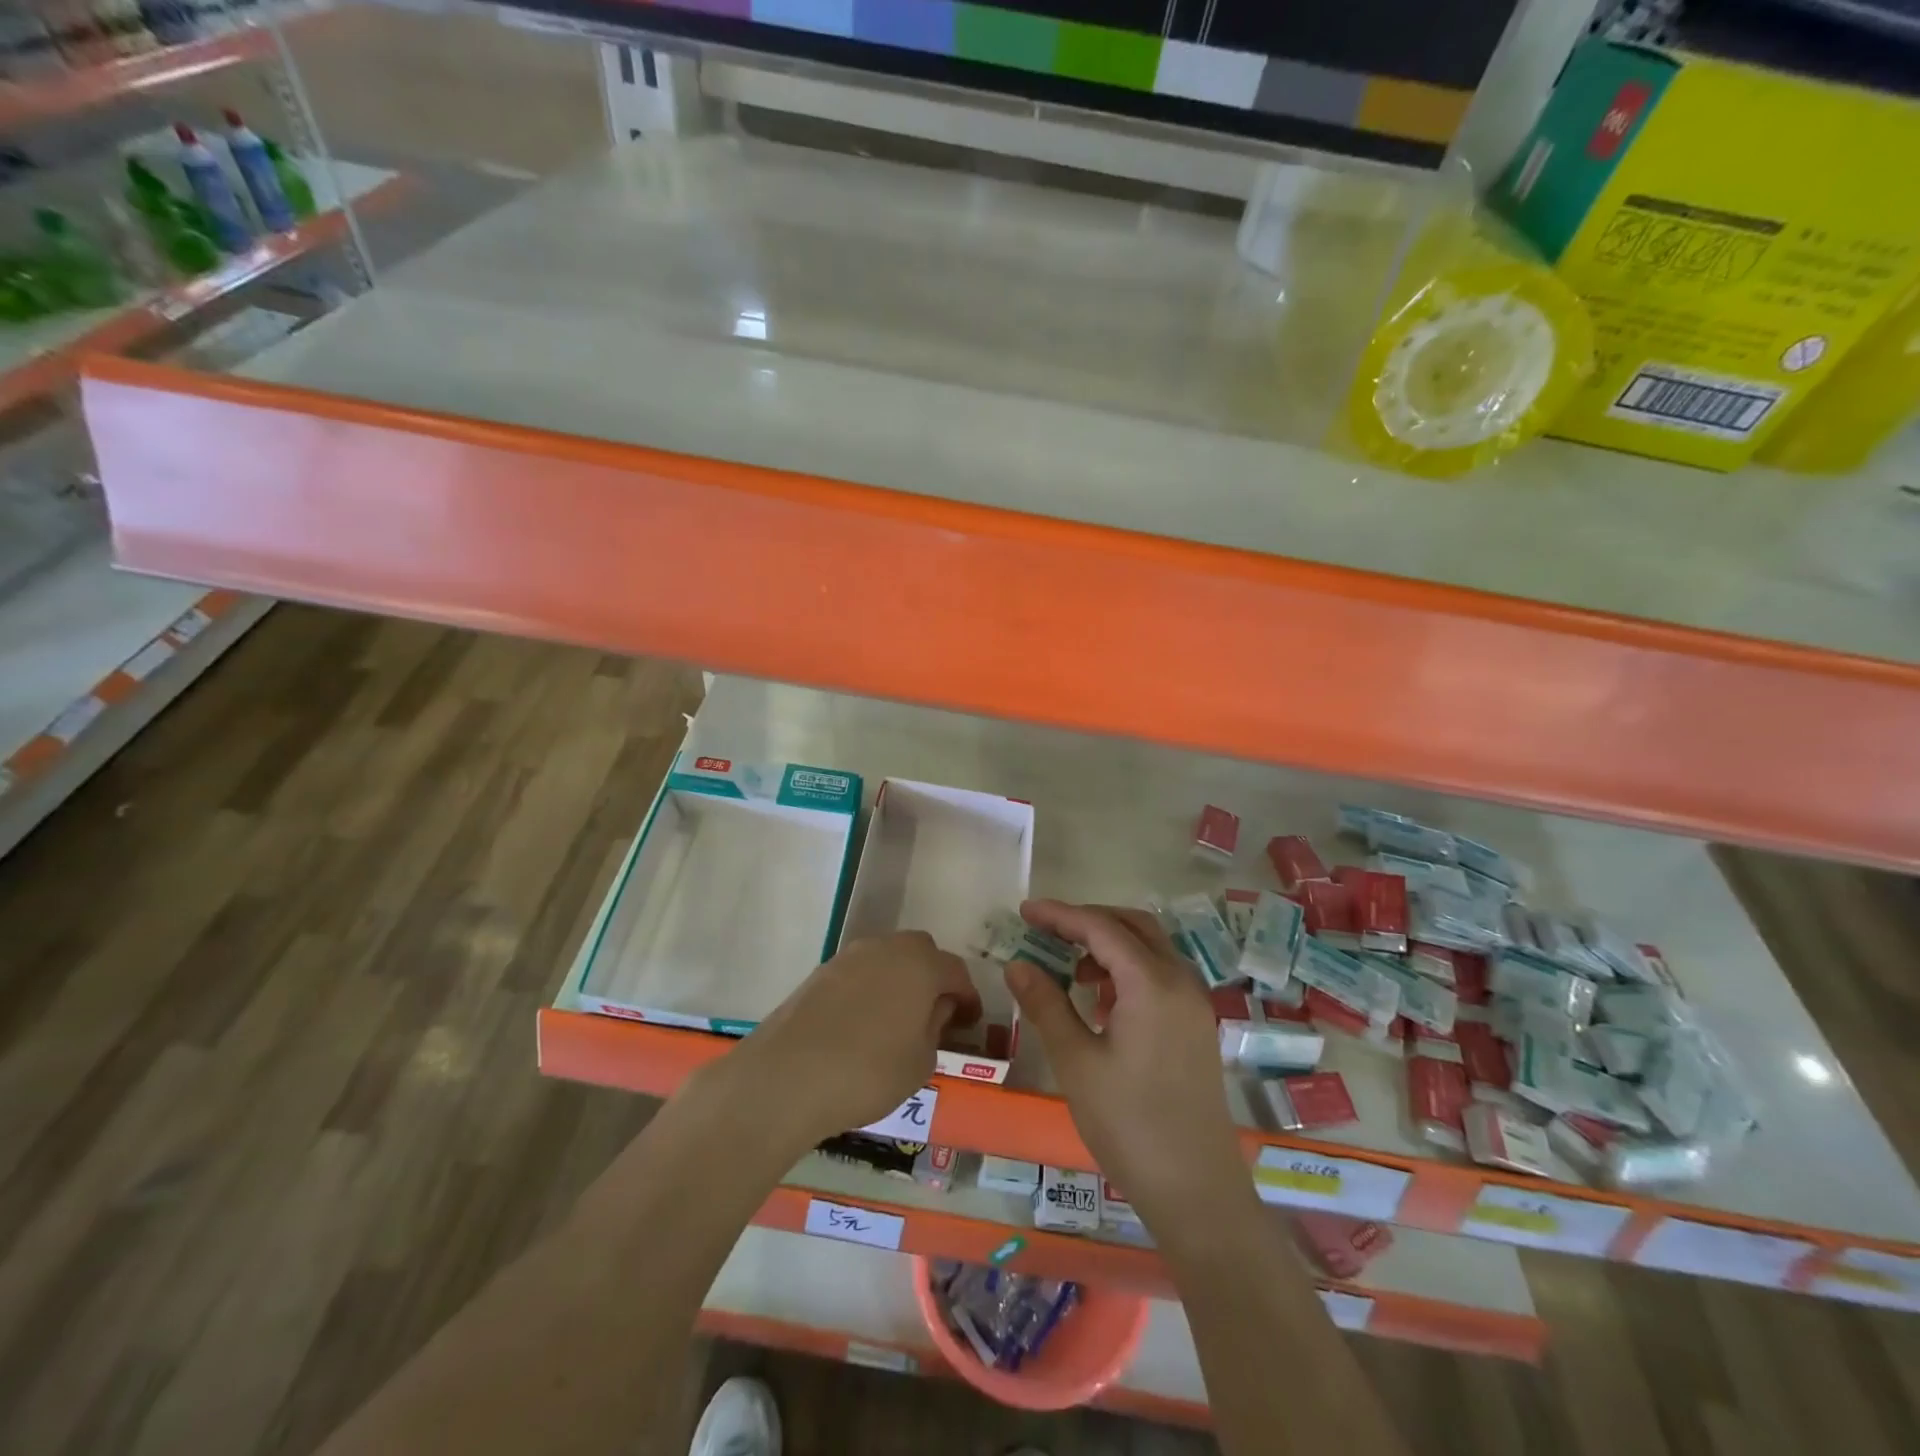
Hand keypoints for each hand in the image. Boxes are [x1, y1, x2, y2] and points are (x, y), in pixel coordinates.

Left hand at [728, 931, 980, 1149]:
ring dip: (899, 981)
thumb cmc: (868, 1071)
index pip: (956, 972)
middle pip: (921, 952)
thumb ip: (935, 1029)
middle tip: (934, 1014)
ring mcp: (849, 956)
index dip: (967, 997)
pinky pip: (859, 973)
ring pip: (887, 959)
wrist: (786, 1076)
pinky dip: (869, 989)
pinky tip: (863, 1023)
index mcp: (921, 964)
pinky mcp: (820, 972)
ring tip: (897, 1020)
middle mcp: (887, 948)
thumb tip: (935, 1010)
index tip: (969, 1022)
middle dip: (933, 978)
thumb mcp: (920, 1062)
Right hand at [1004, 900, 1247, 1233]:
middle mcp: (1180, 980)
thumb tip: (1017, 963)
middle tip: (1046, 932)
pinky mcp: (1196, 1024)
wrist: (1196, 1189)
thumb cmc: (1128, 1123)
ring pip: (1149, 947)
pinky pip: (1160, 973)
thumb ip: (1046, 1004)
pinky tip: (1100, 1001)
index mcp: (1151, 982)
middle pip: (1132, 925)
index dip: (1060, 914)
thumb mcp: (1076, 1061)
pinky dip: (1128, 968)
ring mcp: (1194, 1002)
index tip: (1024, 911)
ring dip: (1109, 944)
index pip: (1100, 928)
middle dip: (1088, 921)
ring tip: (1069, 970)